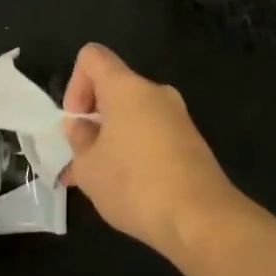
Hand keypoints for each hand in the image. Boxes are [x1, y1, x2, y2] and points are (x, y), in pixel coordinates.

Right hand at [61, 43, 246, 258]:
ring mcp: (178, 116)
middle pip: (114, 88)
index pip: (92, 57)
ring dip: (113, 139)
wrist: (200, 218)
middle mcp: (155, 92)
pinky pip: (153, 134)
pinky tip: (129, 189)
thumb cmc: (135, 184)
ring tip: (101, 181)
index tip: (76, 122)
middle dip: (94, 118)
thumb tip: (81, 126)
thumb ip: (79, 140)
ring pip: (134, 115)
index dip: (75, 84)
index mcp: (127, 87)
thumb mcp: (89, 167)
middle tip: (83, 158)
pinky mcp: (191, 141)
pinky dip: (136, 151)